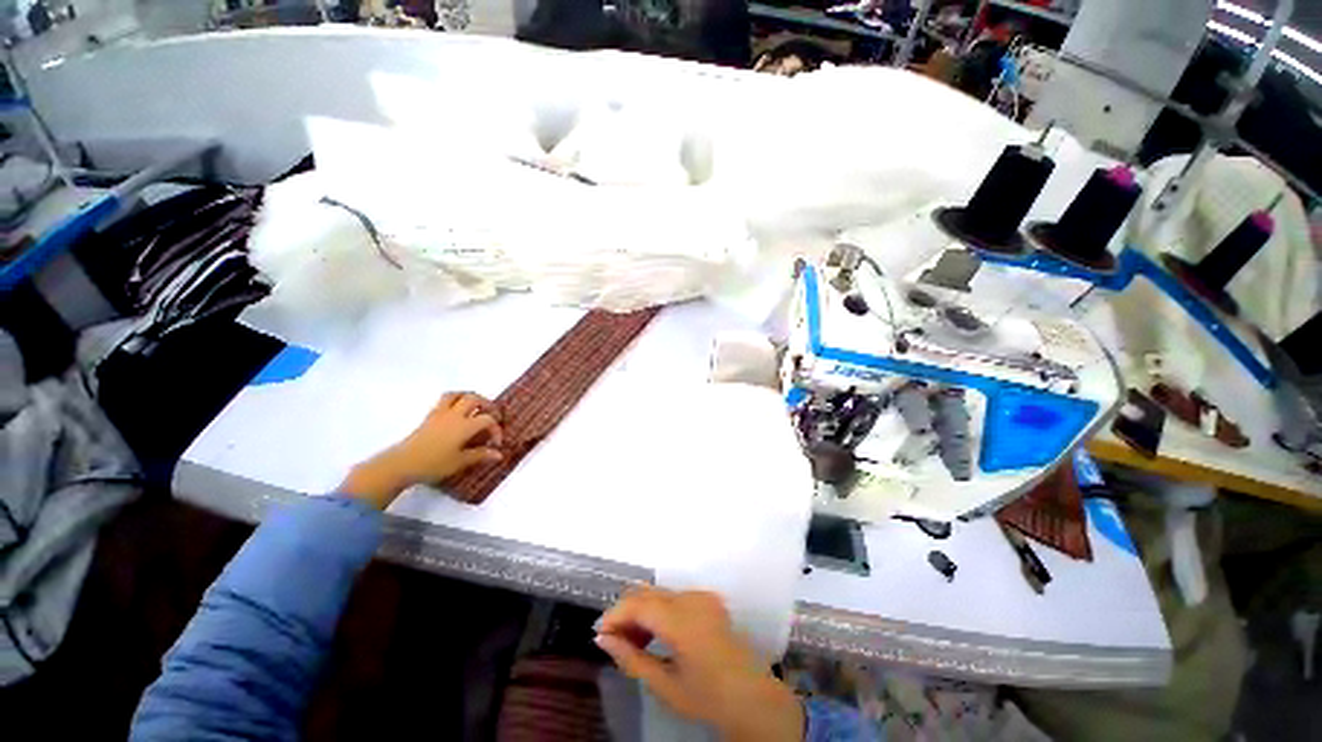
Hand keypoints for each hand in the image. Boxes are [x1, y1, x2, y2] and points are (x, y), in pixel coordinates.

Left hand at [338, 392, 503, 508]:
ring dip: (469, 397)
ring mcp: (440, 414)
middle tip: (491, 415)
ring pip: (457, 395)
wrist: (400, 464)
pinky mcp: (429, 417)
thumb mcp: (460, 462)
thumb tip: (499, 454)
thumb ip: (480, 455)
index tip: (495, 444)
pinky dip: (455, 401)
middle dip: (487, 405)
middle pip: (474, 398)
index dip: (496, 429)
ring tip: (475, 407)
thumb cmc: (433, 464)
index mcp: (465, 426)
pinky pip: (445, 400)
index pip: (488, 419)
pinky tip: (456, 413)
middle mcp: (454, 415)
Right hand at [596, 588, 803, 741]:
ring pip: (659, 592)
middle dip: (626, 612)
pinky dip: (659, 610)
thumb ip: (631, 658)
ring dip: (641, 610)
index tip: (599, 634)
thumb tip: (602, 639)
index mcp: (681, 619)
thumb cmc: (706, 697)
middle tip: (614, 640)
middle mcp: (691, 598)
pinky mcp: (708, 598)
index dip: (614, 615)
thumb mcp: (664, 684)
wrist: (751, 696)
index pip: (637, 603)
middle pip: (647, 592)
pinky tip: (655, 633)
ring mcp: (701, 595)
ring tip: (634, 640)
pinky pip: (674, 596)